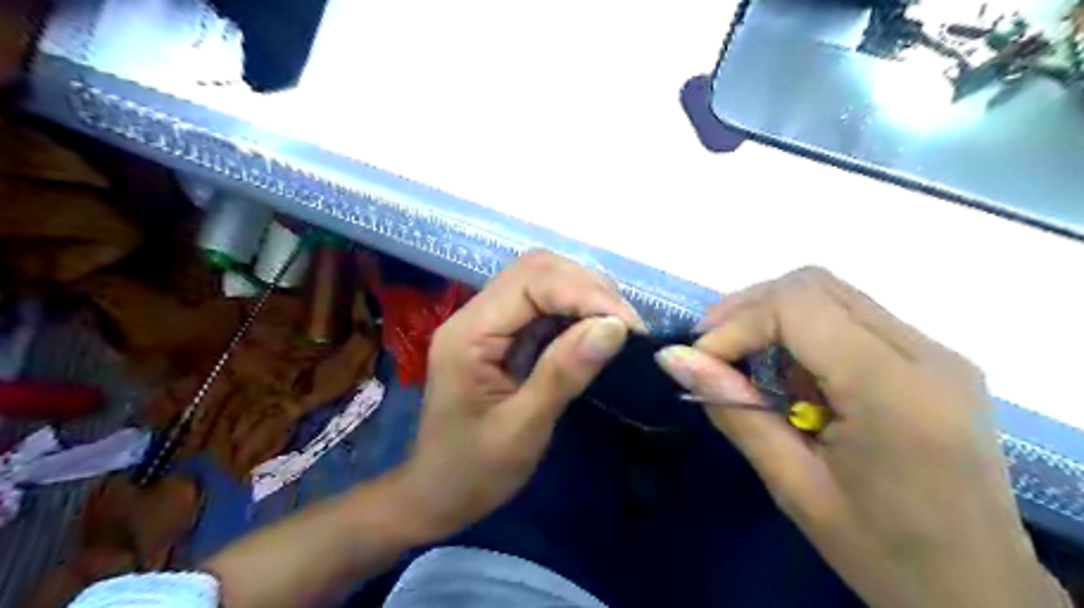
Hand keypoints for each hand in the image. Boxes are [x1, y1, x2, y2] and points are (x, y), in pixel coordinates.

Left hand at [396, 251, 640, 541]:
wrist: (437, 494)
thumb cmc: (472, 471)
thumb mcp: (522, 429)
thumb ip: (563, 374)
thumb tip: (614, 328)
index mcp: (468, 334)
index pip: (531, 283)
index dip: (584, 294)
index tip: (628, 326)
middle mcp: (474, 315)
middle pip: (536, 270)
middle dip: (588, 288)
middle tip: (627, 325)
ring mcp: (487, 323)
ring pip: (542, 282)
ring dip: (585, 296)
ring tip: (618, 327)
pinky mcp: (501, 335)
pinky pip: (542, 307)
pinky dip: (575, 312)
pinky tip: (596, 331)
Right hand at [656, 269, 1064, 607]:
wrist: (980, 593)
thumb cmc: (884, 553)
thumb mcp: (793, 485)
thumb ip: (733, 409)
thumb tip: (673, 358)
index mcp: (895, 391)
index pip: (798, 307)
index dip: (736, 324)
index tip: (700, 361)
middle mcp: (925, 353)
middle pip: (814, 285)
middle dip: (749, 309)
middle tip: (712, 352)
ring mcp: (934, 353)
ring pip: (831, 294)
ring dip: (774, 317)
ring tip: (744, 363)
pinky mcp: (932, 361)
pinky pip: (851, 318)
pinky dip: (804, 333)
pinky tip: (791, 377)